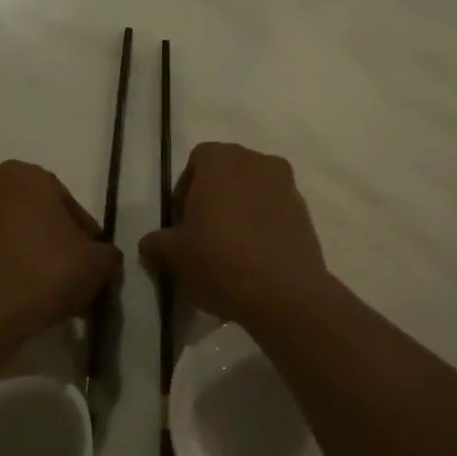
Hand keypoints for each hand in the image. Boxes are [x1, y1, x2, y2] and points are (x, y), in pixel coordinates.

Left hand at [0, 161, 119, 339]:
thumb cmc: (45, 272)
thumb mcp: (97, 263)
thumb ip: (105, 252)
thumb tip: (99, 256)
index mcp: (25, 175)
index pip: (66, 203)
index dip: (84, 234)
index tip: (91, 260)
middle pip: (33, 214)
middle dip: (52, 240)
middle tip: (69, 272)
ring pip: (7, 233)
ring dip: (25, 253)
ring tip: (43, 288)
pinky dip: (2, 267)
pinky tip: (17, 294)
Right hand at [139, 142, 330, 329]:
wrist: (285, 295)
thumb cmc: (220, 262)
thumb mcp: (174, 256)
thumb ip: (156, 243)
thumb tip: (151, 243)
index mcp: (222, 161)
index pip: (196, 161)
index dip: (184, 191)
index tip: (180, 223)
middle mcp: (258, 162)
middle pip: (227, 174)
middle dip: (212, 198)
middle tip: (200, 235)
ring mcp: (287, 186)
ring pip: (252, 192)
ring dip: (238, 212)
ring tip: (228, 250)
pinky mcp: (306, 214)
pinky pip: (273, 212)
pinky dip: (261, 226)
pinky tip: (252, 259)